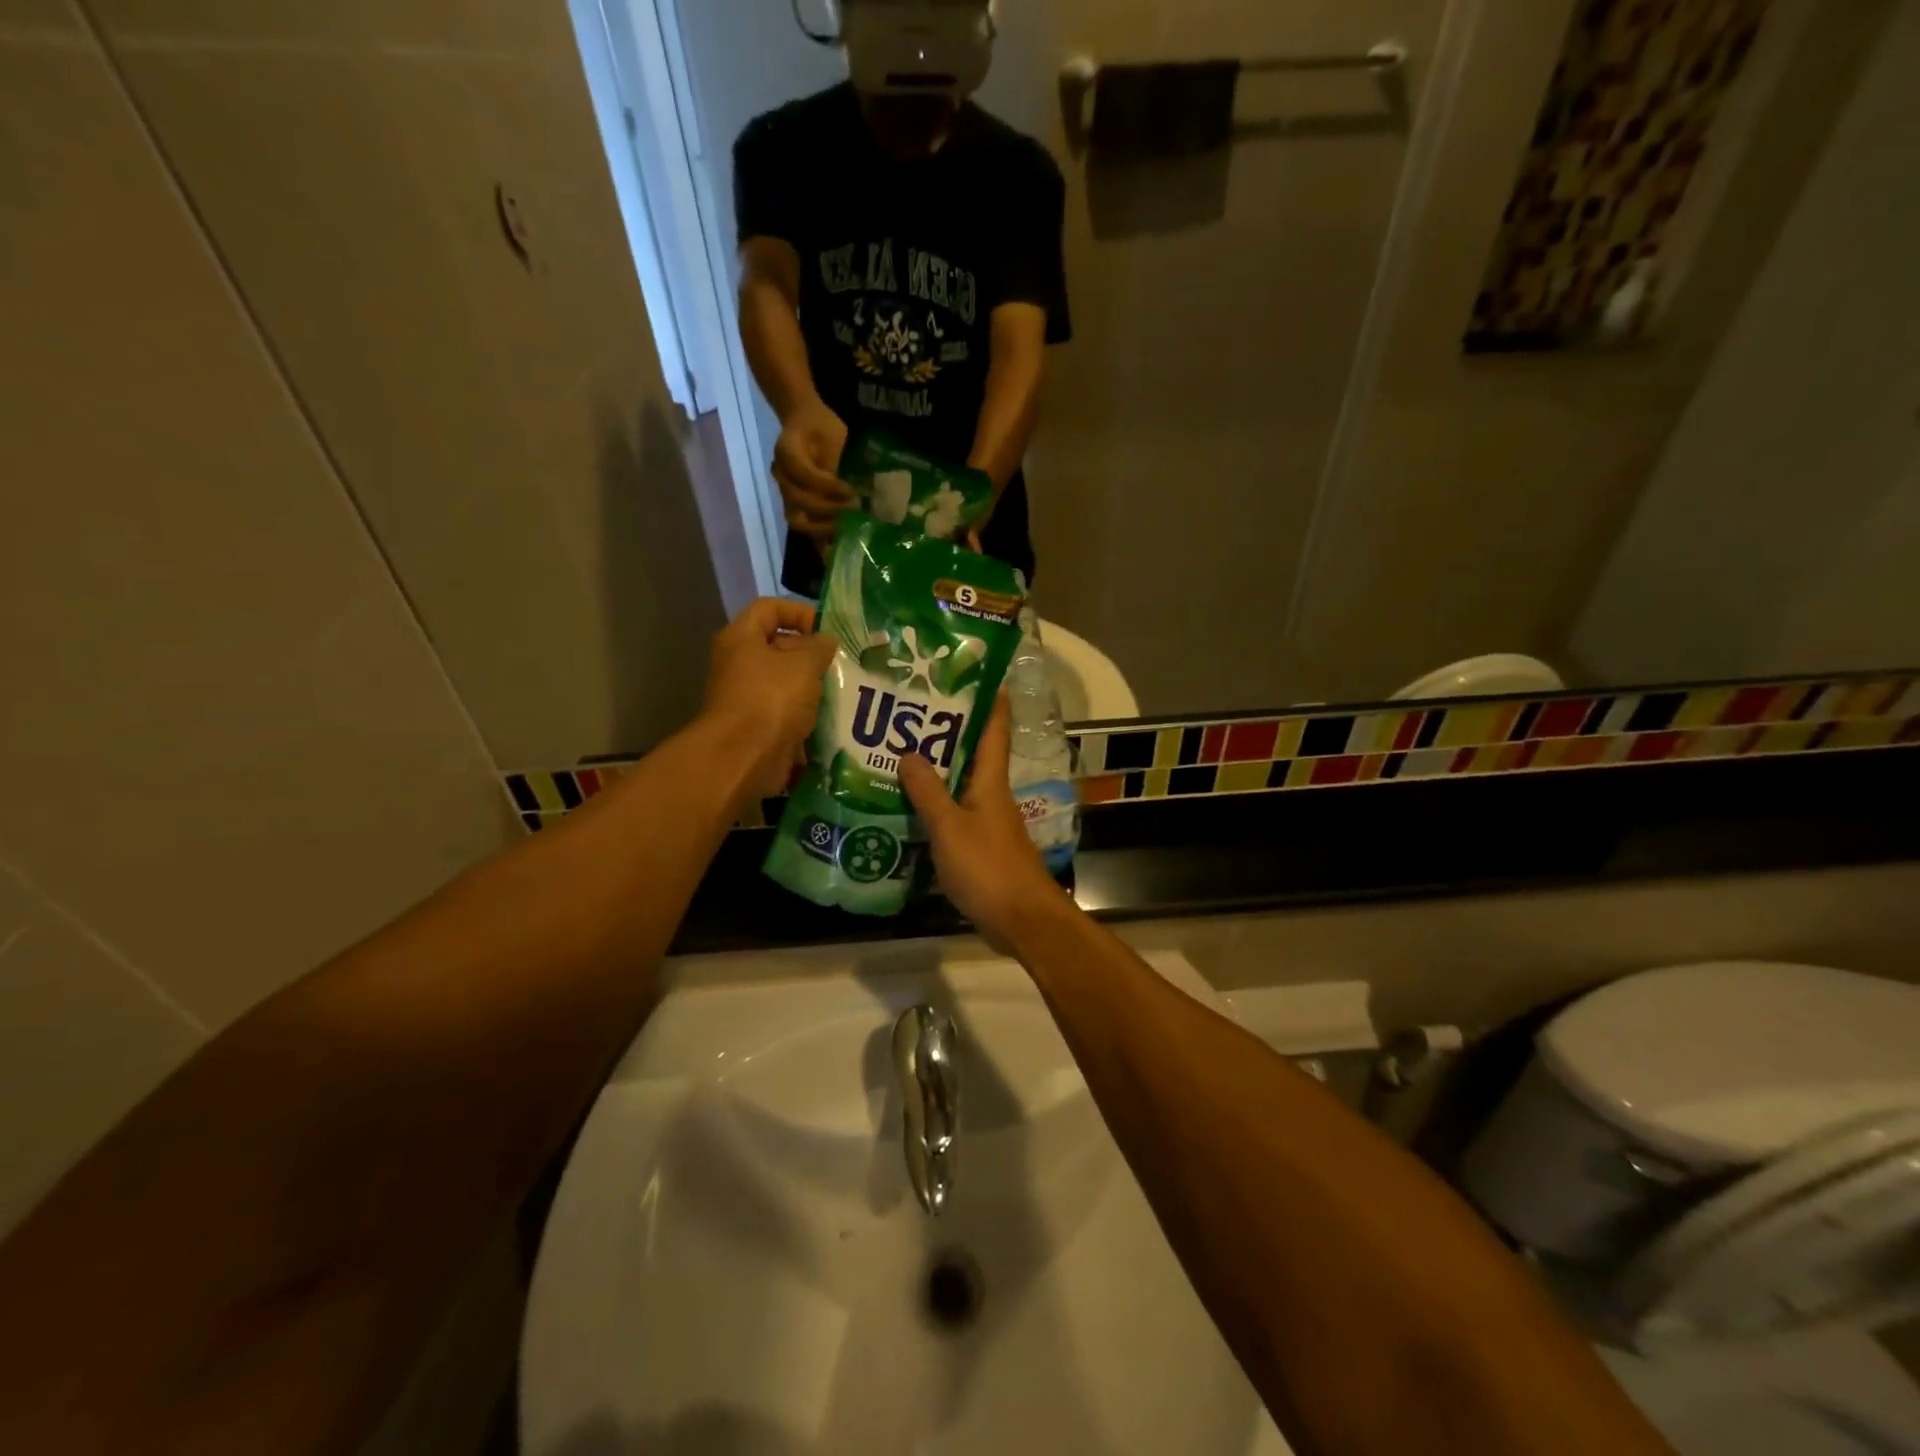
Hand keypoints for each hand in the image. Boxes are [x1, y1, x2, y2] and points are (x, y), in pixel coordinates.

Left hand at [699, 599, 837, 802]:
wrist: (743, 757)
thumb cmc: (772, 699)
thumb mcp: (804, 664)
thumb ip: (820, 647)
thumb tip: (826, 642)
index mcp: (742, 638)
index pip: (770, 608)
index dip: (799, 612)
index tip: (827, 629)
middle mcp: (738, 663)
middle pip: (778, 646)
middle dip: (811, 653)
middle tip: (841, 663)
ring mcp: (746, 696)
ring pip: (784, 681)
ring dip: (811, 686)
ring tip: (841, 690)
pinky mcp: (756, 725)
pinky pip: (785, 710)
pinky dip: (805, 713)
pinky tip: (830, 718)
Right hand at [773, 400, 852, 553]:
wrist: (804, 423)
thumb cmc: (821, 427)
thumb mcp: (832, 433)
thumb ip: (836, 459)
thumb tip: (857, 490)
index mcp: (787, 452)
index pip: (804, 474)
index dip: (827, 486)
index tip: (849, 490)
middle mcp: (781, 476)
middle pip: (797, 501)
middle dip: (827, 509)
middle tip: (852, 510)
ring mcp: (786, 493)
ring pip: (797, 519)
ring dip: (823, 528)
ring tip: (846, 529)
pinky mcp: (795, 506)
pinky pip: (804, 528)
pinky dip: (818, 542)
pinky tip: (834, 553)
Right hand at [899, 696, 1065, 944]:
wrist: (1021, 920)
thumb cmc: (988, 867)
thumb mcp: (950, 827)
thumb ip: (928, 791)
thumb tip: (909, 753)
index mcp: (990, 782)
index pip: (994, 731)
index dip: (990, 702)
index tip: (980, 674)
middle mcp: (992, 796)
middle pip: (972, 756)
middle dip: (947, 734)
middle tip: (911, 714)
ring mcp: (988, 823)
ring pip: (961, 786)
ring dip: (937, 772)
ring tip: (899, 756)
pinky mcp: (981, 849)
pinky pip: (955, 816)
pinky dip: (935, 807)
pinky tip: (908, 810)